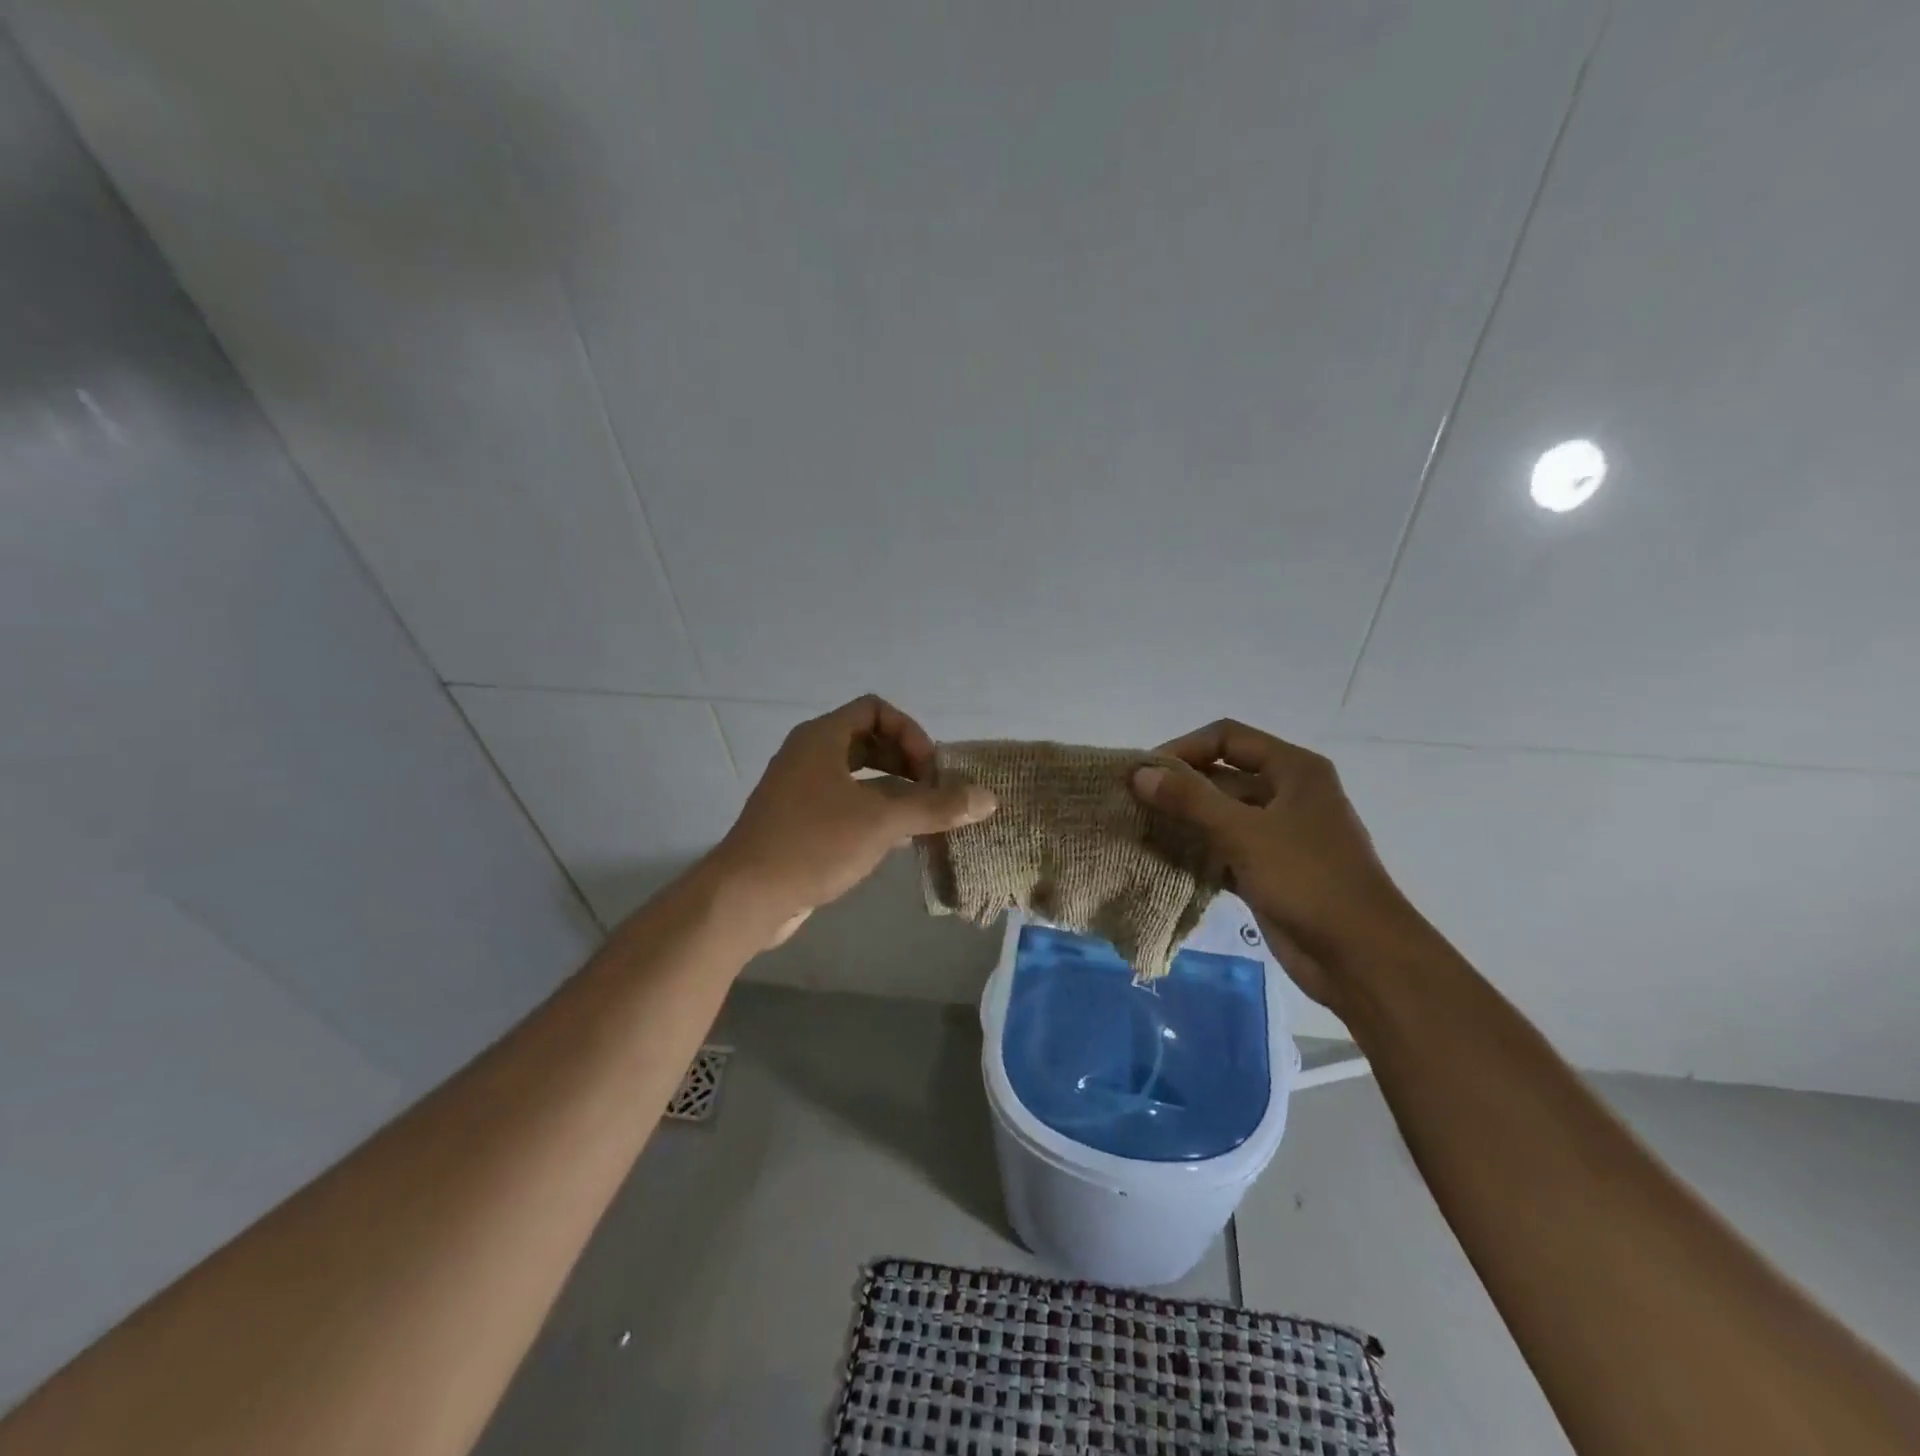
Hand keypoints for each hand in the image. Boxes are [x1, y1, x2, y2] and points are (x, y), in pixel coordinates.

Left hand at [713, 696, 996, 944]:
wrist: (747, 896)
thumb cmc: (814, 843)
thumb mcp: (882, 821)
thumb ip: (937, 807)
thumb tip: (988, 798)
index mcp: (822, 738)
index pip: (875, 709)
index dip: (909, 733)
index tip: (929, 770)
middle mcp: (808, 755)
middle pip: (868, 740)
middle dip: (905, 762)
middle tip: (931, 792)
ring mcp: (800, 789)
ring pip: (856, 775)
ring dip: (893, 789)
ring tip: (923, 817)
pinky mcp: (797, 822)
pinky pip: (844, 803)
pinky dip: (873, 811)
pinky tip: (895, 839)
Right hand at [1132, 720, 1412, 1009]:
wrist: (1361, 957)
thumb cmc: (1309, 880)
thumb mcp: (1245, 833)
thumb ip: (1190, 800)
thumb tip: (1139, 773)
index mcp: (1293, 770)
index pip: (1227, 738)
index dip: (1184, 748)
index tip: (1145, 773)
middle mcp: (1286, 794)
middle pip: (1222, 775)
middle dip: (1179, 786)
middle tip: (1133, 802)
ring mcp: (1279, 834)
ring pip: (1221, 815)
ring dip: (1184, 820)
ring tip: (1140, 829)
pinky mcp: (1269, 870)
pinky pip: (1224, 849)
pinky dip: (1197, 851)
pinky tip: (1163, 860)